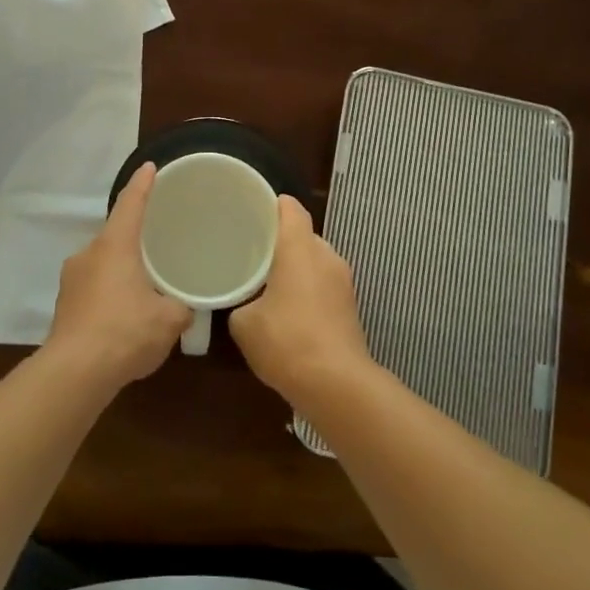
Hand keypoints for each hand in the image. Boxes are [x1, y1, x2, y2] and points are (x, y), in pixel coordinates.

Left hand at [44, 163, 190, 392]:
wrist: (75, 373)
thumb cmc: (126, 332)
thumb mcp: (169, 320)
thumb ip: (181, 307)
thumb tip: (184, 308)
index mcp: (115, 246)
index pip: (130, 204)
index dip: (143, 185)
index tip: (150, 167)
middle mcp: (88, 254)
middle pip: (115, 236)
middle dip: (135, 241)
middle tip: (157, 246)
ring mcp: (71, 280)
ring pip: (103, 265)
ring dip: (121, 272)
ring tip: (144, 290)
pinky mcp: (64, 307)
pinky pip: (93, 290)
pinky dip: (109, 296)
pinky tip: (124, 319)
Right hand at [230, 196, 373, 404]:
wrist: (336, 384)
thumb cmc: (286, 341)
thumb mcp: (244, 323)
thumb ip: (239, 303)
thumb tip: (243, 304)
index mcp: (300, 249)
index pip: (291, 209)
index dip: (272, 205)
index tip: (251, 212)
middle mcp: (326, 257)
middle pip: (303, 235)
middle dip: (280, 241)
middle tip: (251, 251)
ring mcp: (343, 282)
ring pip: (315, 261)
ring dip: (295, 267)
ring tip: (267, 282)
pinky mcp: (350, 307)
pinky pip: (323, 285)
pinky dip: (307, 289)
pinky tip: (287, 310)